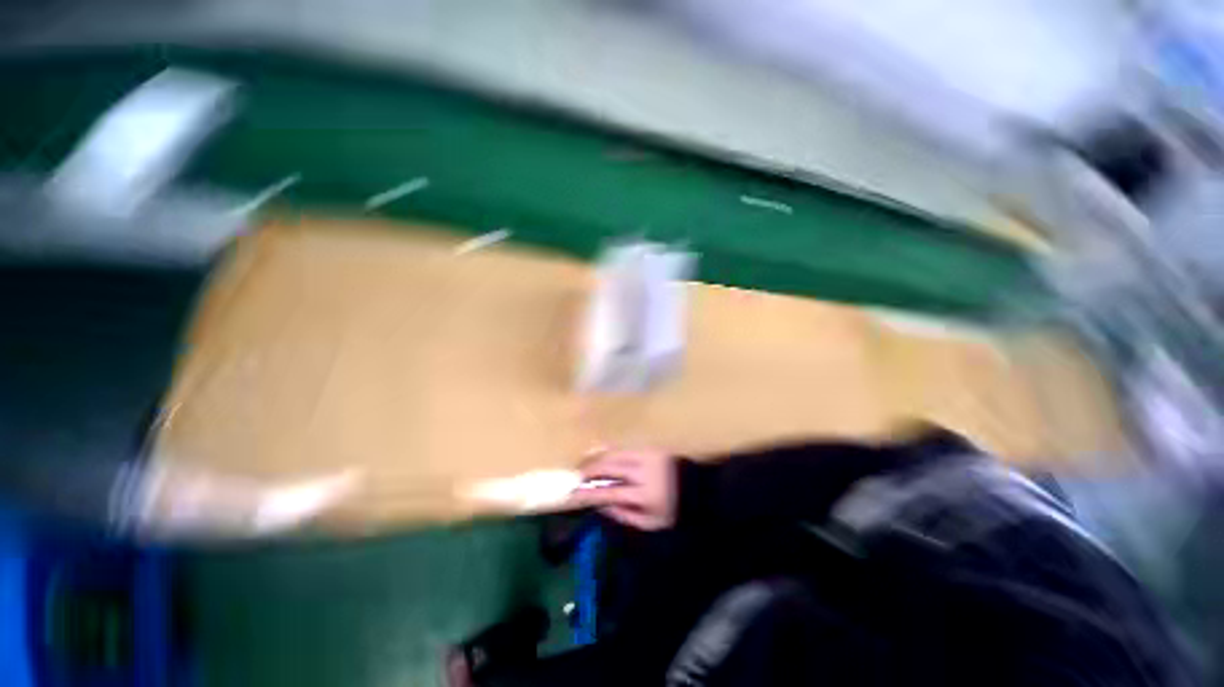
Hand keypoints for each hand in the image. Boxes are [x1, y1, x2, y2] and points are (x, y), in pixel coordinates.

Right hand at [567, 448, 677, 529]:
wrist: (696, 486)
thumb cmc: (671, 509)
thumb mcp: (649, 523)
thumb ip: (623, 516)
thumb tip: (599, 505)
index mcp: (645, 496)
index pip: (610, 493)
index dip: (588, 493)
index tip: (572, 495)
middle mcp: (643, 472)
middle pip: (609, 467)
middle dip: (588, 470)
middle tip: (576, 475)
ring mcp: (646, 455)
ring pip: (614, 452)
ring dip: (596, 457)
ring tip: (584, 463)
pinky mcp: (649, 446)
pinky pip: (623, 446)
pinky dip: (608, 449)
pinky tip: (598, 453)